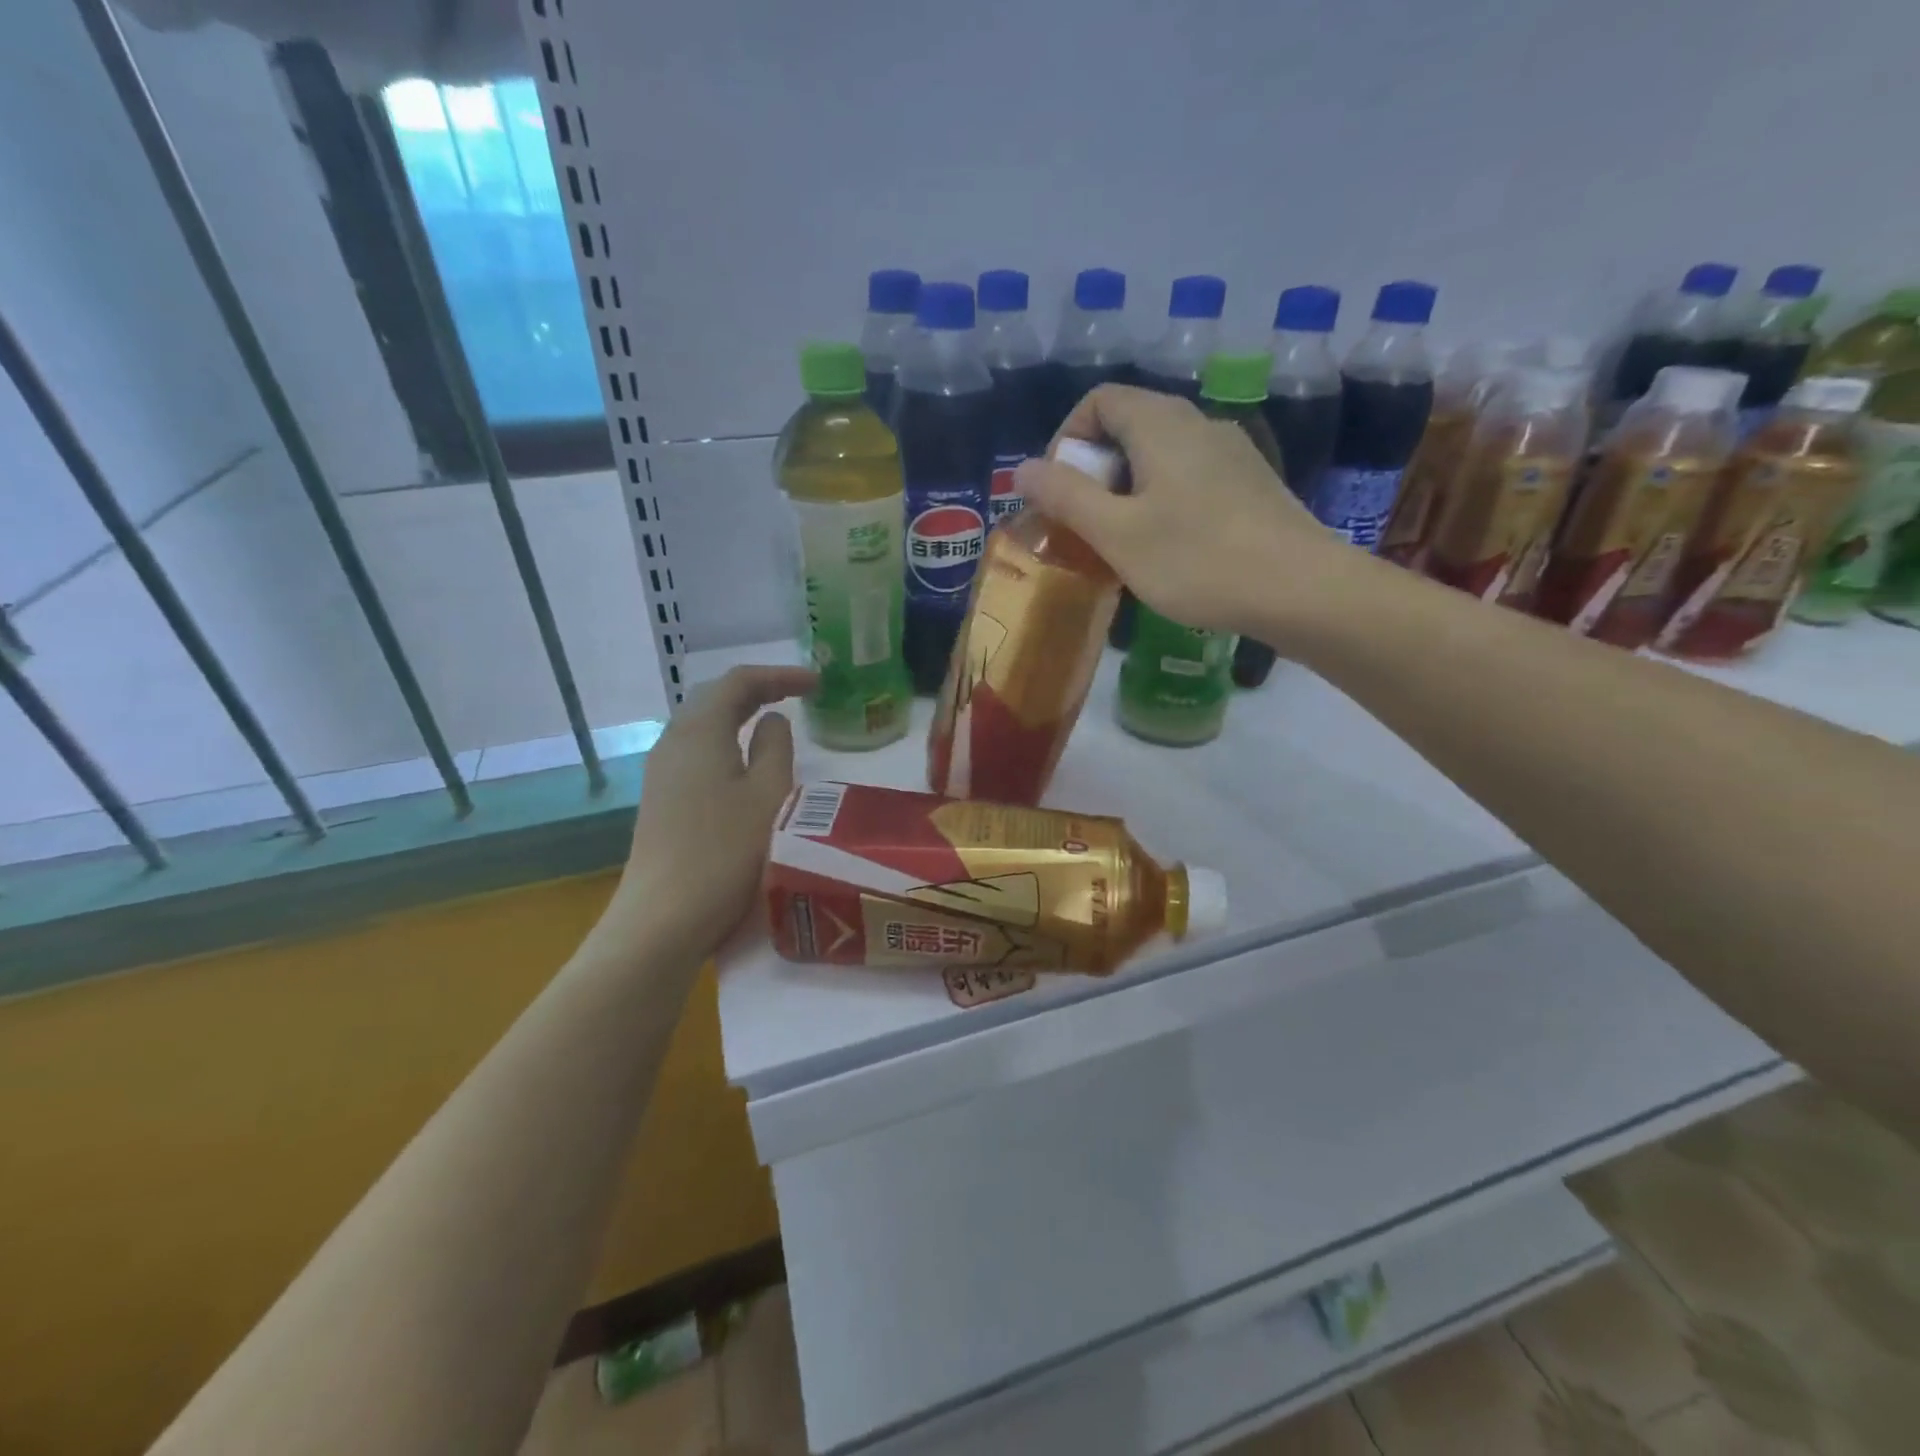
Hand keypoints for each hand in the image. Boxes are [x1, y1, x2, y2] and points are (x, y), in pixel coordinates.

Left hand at [606, 665, 815, 962]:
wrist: (664, 917)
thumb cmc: (726, 852)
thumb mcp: (769, 795)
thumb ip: (775, 748)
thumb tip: (772, 721)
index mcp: (700, 731)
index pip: (739, 681)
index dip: (780, 675)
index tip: (817, 684)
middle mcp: (674, 742)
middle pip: (715, 697)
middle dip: (758, 689)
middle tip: (797, 696)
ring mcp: (662, 772)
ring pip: (703, 725)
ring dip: (740, 715)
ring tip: (775, 722)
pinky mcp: (661, 799)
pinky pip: (697, 751)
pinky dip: (726, 741)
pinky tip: (744, 763)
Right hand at [1013, 384, 1358, 645]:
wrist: (1301, 591)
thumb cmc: (1197, 560)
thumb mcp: (1117, 533)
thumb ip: (1066, 496)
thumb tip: (1023, 467)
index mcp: (1162, 423)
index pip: (1099, 400)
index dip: (1068, 439)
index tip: (1060, 491)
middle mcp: (1199, 423)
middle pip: (1129, 426)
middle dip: (1094, 472)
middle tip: (1086, 525)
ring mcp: (1232, 453)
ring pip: (1160, 457)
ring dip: (1127, 492)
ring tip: (1121, 544)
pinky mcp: (1250, 485)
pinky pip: (1189, 478)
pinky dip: (1161, 502)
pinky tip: (1167, 550)